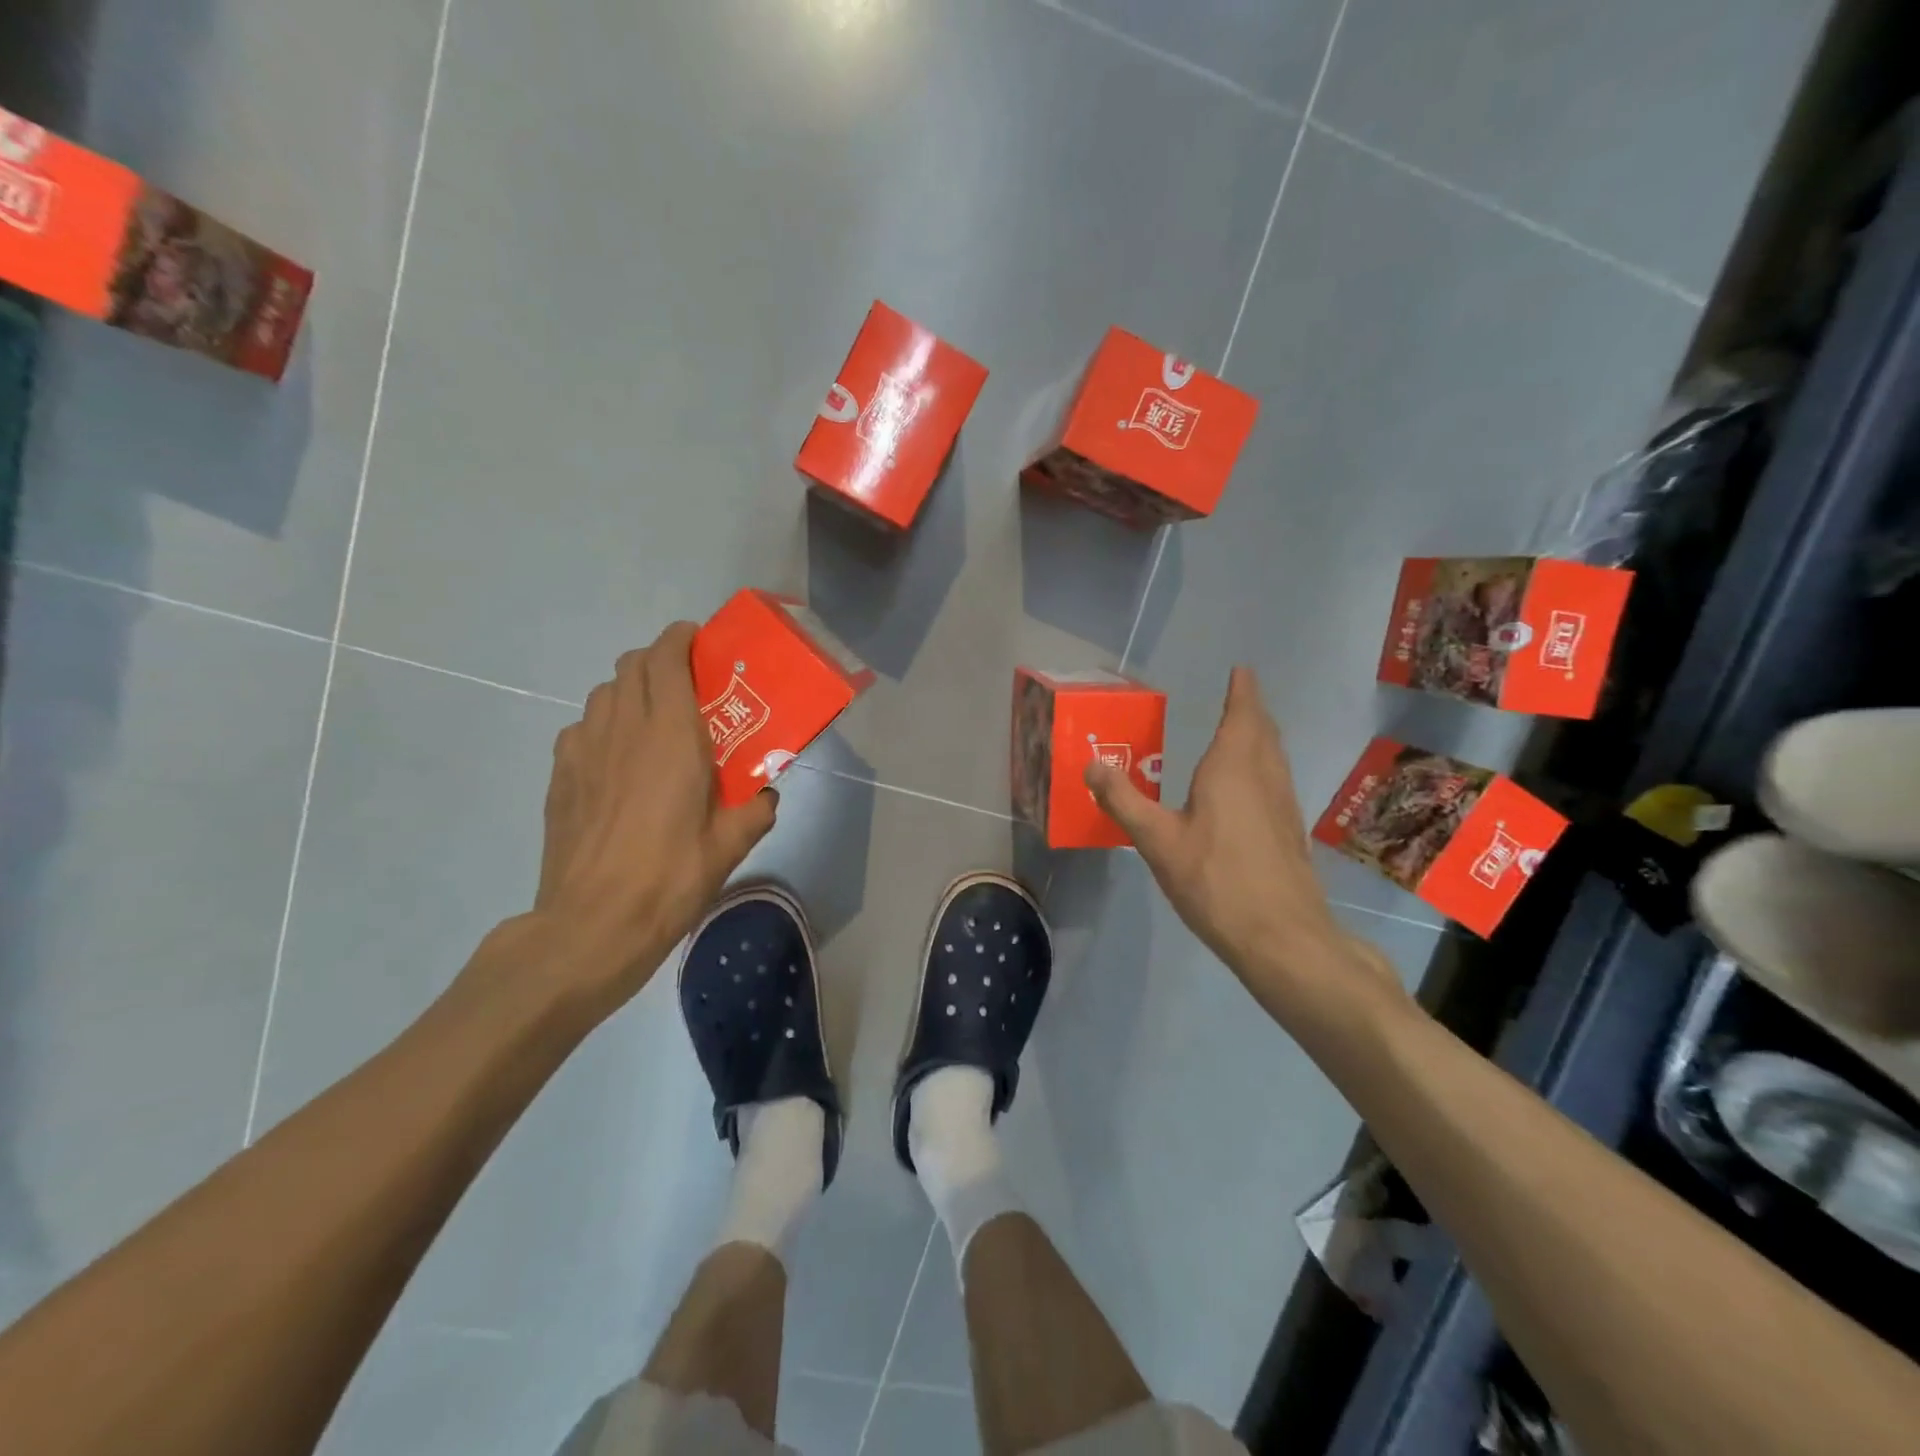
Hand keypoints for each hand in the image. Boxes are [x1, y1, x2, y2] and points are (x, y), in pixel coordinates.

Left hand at [523, 622, 777, 1017]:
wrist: (592, 924)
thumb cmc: (670, 878)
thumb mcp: (730, 846)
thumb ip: (756, 809)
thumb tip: (766, 794)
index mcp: (671, 736)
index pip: (666, 658)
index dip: (681, 639)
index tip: (701, 643)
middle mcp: (623, 729)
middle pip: (631, 664)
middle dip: (659, 660)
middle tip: (687, 686)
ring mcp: (583, 750)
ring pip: (604, 692)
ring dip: (630, 691)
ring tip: (653, 722)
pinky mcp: (560, 775)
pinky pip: (582, 728)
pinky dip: (603, 726)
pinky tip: (618, 762)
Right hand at [1086, 668, 1391, 1009]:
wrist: (1281, 936)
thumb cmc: (1214, 880)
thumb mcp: (1156, 840)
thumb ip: (1123, 800)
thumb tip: (1092, 764)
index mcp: (1232, 768)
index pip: (1241, 714)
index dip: (1241, 691)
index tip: (1241, 670)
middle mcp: (1264, 777)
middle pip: (1262, 731)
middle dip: (1250, 710)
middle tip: (1237, 696)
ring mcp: (1283, 804)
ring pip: (1274, 756)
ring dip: (1260, 737)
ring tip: (1243, 732)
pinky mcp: (1289, 831)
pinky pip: (1276, 780)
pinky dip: (1263, 766)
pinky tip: (1249, 788)